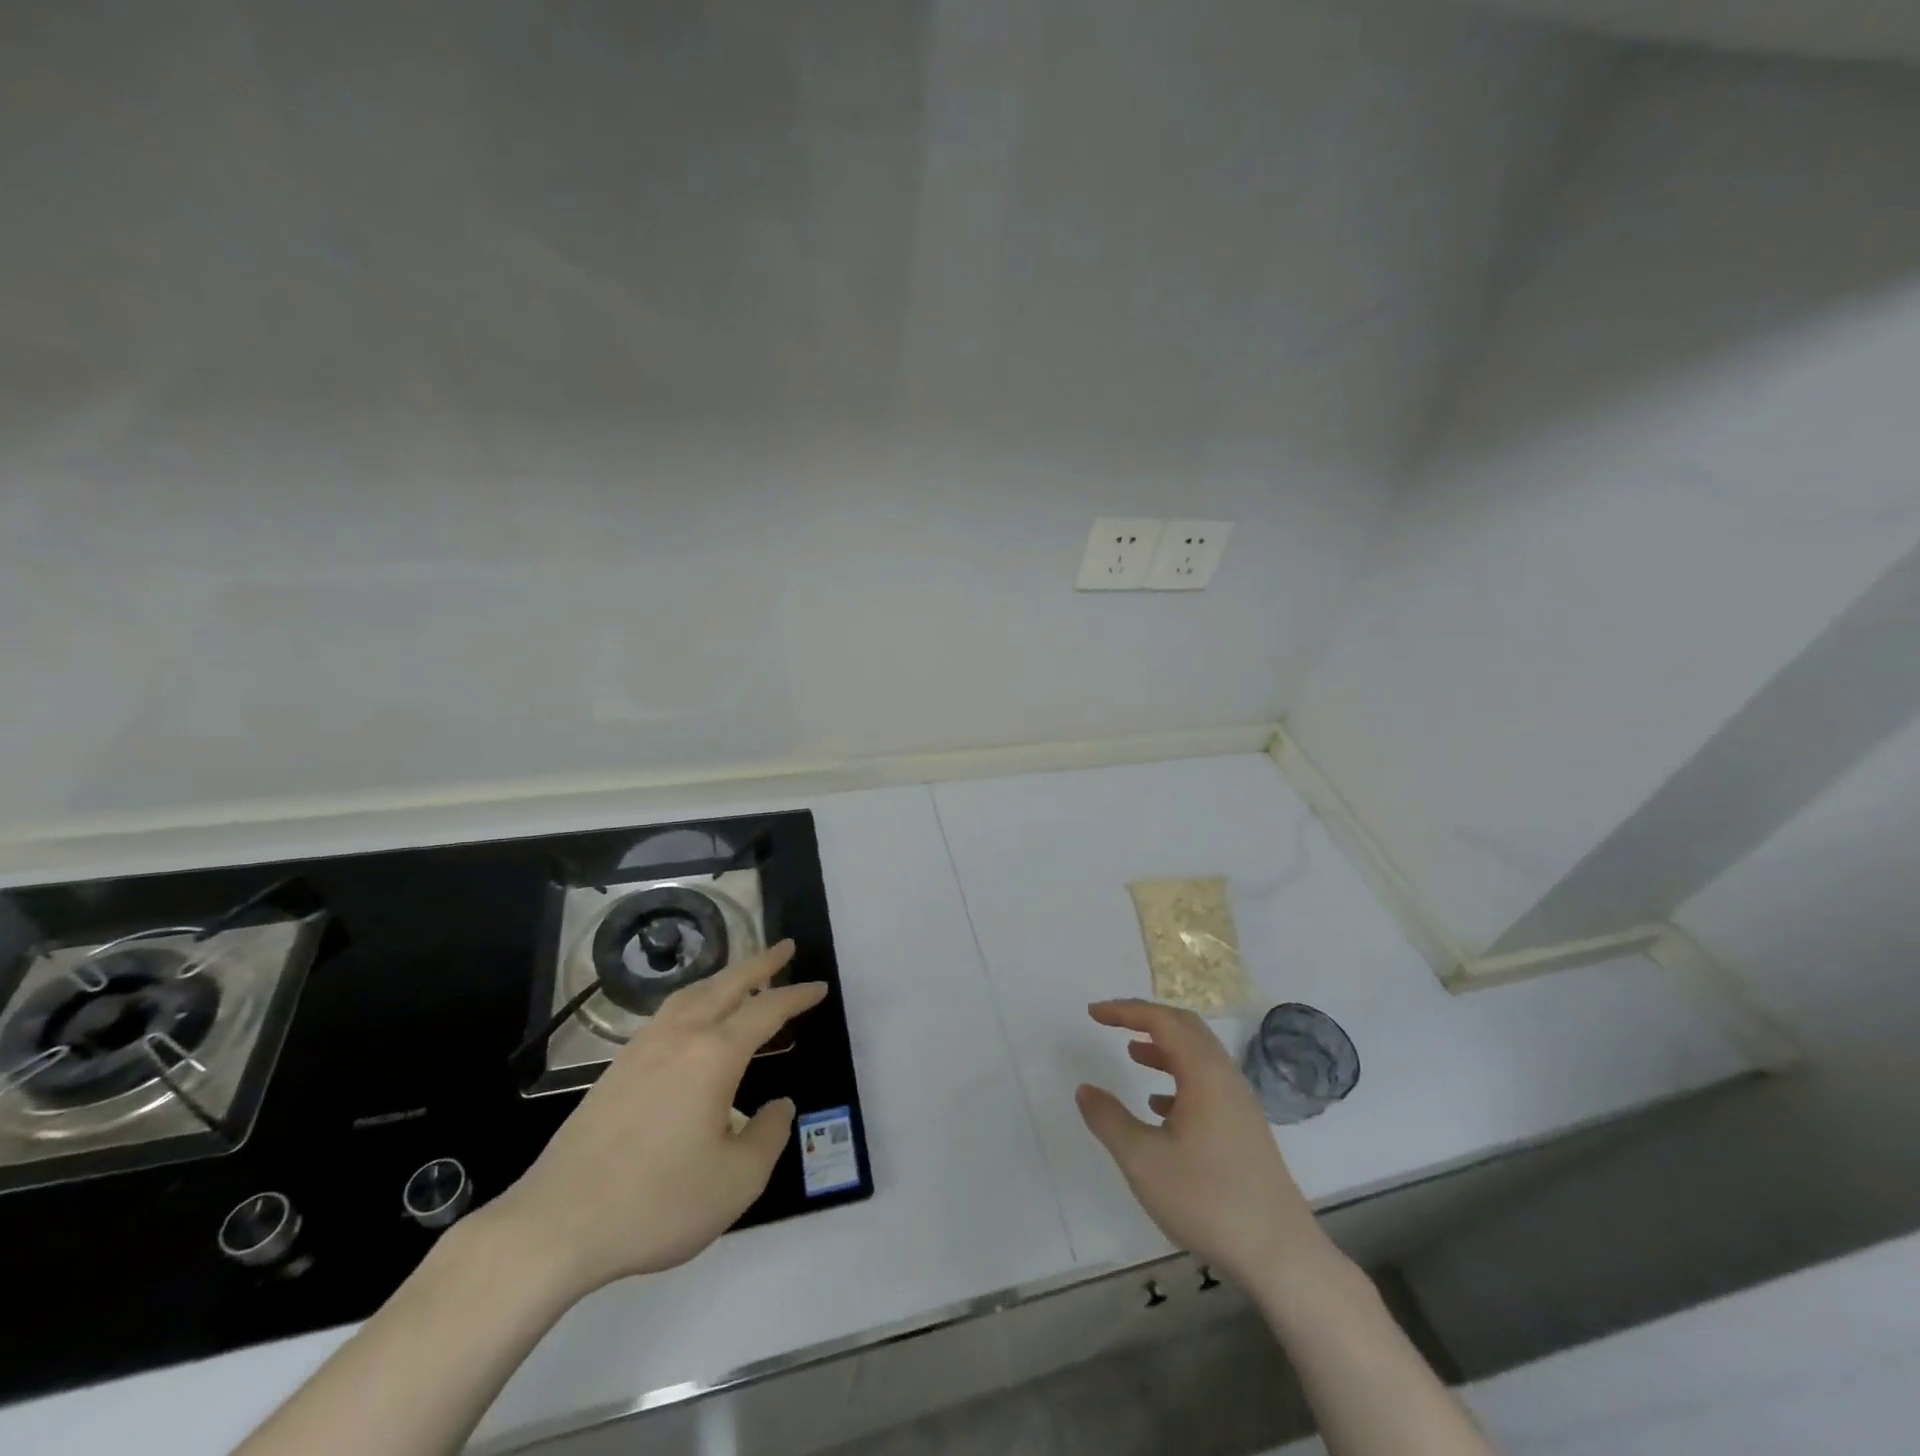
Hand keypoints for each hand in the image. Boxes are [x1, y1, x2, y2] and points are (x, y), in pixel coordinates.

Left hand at [484, 940, 824, 1300]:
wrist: (556, 1224)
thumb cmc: (656, 1202)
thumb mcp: (736, 1181)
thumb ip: (768, 1136)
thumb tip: (778, 1106)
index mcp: (714, 1055)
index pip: (766, 1011)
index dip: (796, 996)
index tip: (819, 987)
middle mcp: (680, 1037)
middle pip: (727, 984)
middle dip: (760, 963)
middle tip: (786, 947)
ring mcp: (642, 1048)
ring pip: (692, 993)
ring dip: (724, 977)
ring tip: (742, 975)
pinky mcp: (617, 1068)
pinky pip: (668, 1012)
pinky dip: (694, 998)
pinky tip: (692, 1017)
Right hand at [1075, 999, 1337, 1288]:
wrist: (1280, 1256)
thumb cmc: (1207, 1199)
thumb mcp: (1143, 1160)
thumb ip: (1109, 1119)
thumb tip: (1085, 1089)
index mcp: (1203, 1072)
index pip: (1161, 1020)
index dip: (1125, 1010)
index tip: (1093, 1013)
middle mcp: (1225, 1077)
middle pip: (1186, 1028)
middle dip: (1147, 1019)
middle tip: (1113, 1023)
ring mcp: (1240, 1104)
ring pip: (1198, 1057)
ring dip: (1164, 1048)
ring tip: (1132, 1055)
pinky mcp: (1245, 1130)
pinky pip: (1208, 1084)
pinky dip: (1179, 1079)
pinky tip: (1160, 1107)